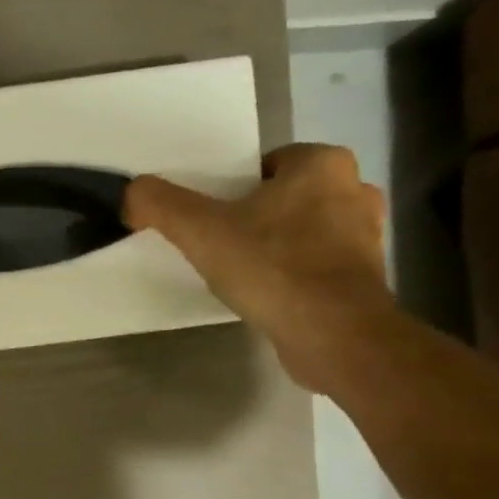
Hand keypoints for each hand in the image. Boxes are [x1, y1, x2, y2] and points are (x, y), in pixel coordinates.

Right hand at [124, 144, 392, 393]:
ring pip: (304, 230)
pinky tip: (268, 294)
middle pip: (285, 196)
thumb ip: (160, 204)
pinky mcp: (367, 278)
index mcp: (323, 164)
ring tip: (241, 271)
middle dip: (256, 216)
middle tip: (219, 242)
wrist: (334, 335)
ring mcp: (367, 236)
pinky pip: (318, 265)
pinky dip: (294, 274)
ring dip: (276, 245)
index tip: (211, 216)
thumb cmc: (272, 267)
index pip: (267, 163)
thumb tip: (131, 192)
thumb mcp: (200, 230)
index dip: (233, 188)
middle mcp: (355, 190)